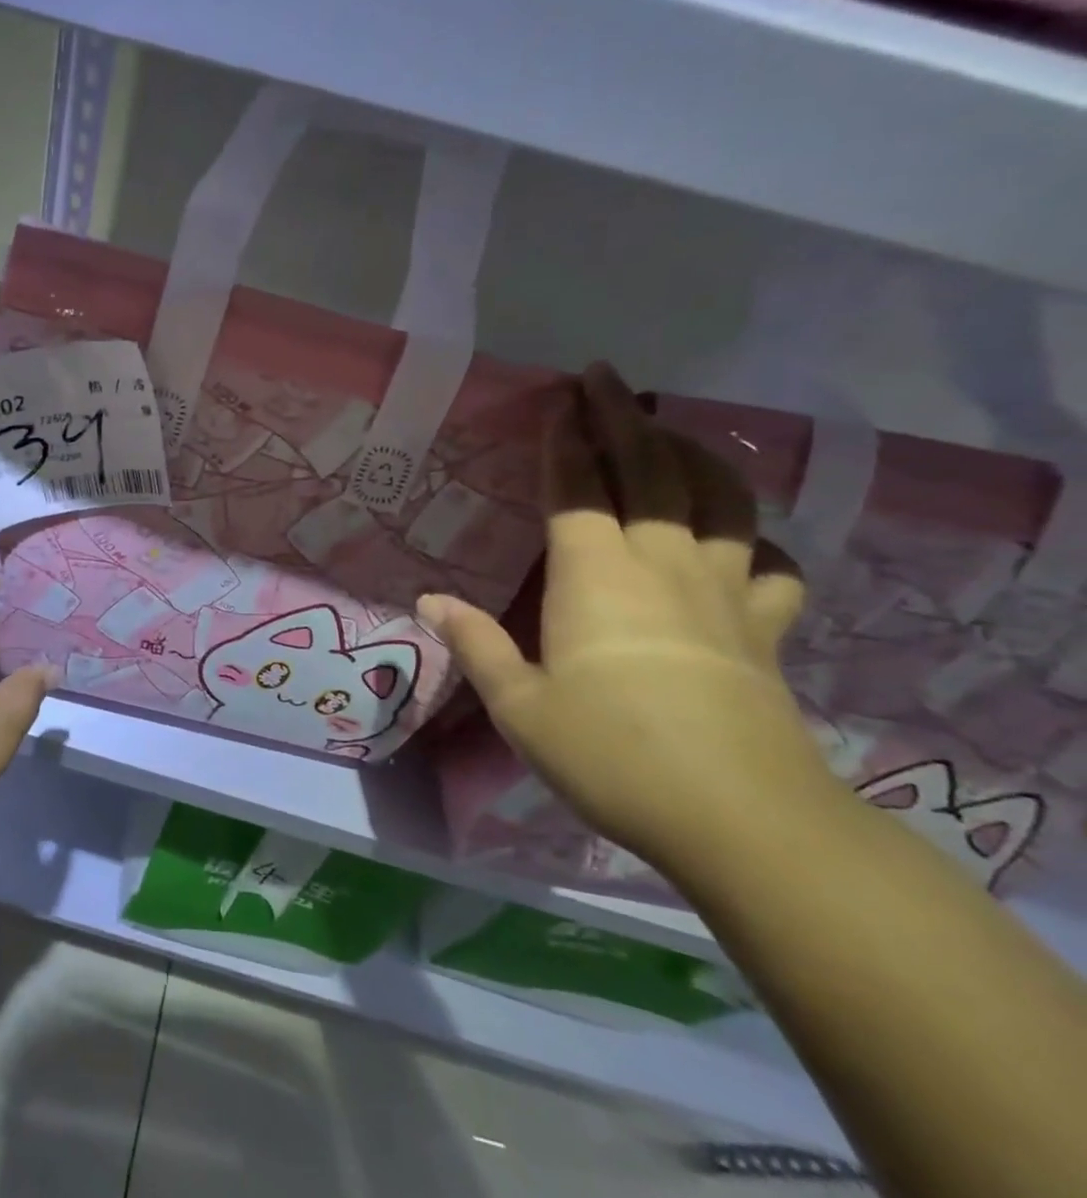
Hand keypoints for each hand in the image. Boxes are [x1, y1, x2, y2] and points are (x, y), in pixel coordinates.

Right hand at [420, 364, 845, 872]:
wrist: (741, 819)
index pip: (576, 487)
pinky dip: (753, 541)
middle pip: (649, 470)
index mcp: (594, 575)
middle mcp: (661, 564)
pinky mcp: (764, 628)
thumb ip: (474, 644)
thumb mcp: (519, 706)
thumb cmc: (610, 753)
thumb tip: (429, 599)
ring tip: (672, 434)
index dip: (565, 437)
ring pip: (719, 500)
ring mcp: (722, 592)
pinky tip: (739, 542)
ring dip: (695, 455)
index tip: (558, 398)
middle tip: (606, 379)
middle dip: (624, 416)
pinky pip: (768, 566)